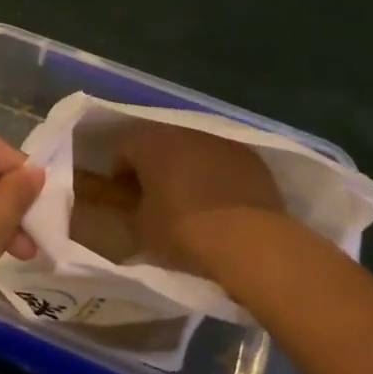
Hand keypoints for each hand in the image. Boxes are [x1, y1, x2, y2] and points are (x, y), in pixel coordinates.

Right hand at [115, 123, 287, 275]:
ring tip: (193, 203)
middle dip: (156, 169)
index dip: (122, 176)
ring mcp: (220, 142)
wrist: (248, 241)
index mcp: (149, 143)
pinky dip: (220, 178)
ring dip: (189, 170)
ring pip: (195, 152)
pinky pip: (225, 164)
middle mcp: (182, 132)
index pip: (124, 152)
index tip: (127, 200)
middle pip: (161, 147)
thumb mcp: (142, 230)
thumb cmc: (183, 232)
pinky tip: (223, 205)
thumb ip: (132, 212)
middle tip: (158, 200)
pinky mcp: (251, 158)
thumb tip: (136, 209)